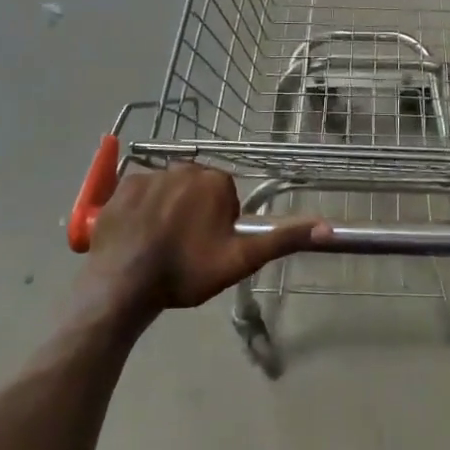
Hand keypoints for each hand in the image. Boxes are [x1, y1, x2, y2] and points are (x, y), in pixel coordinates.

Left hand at [84, 165, 325, 315]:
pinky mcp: (121, 187)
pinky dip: (142, 210)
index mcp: (215, 180)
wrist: (125, 283)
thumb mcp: (241, 259)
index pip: (227, 197)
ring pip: (169, 191)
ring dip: (169, 211)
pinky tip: (139, 237)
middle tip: (187, 250)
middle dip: (196, 213)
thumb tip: (327, 228)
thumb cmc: (187, 271)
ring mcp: (148, 174)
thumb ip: (283, 240)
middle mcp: (183, 167)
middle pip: (198, 190)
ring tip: (160, 247)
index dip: (221, 224)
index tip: (210, 247)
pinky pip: (140, 193)